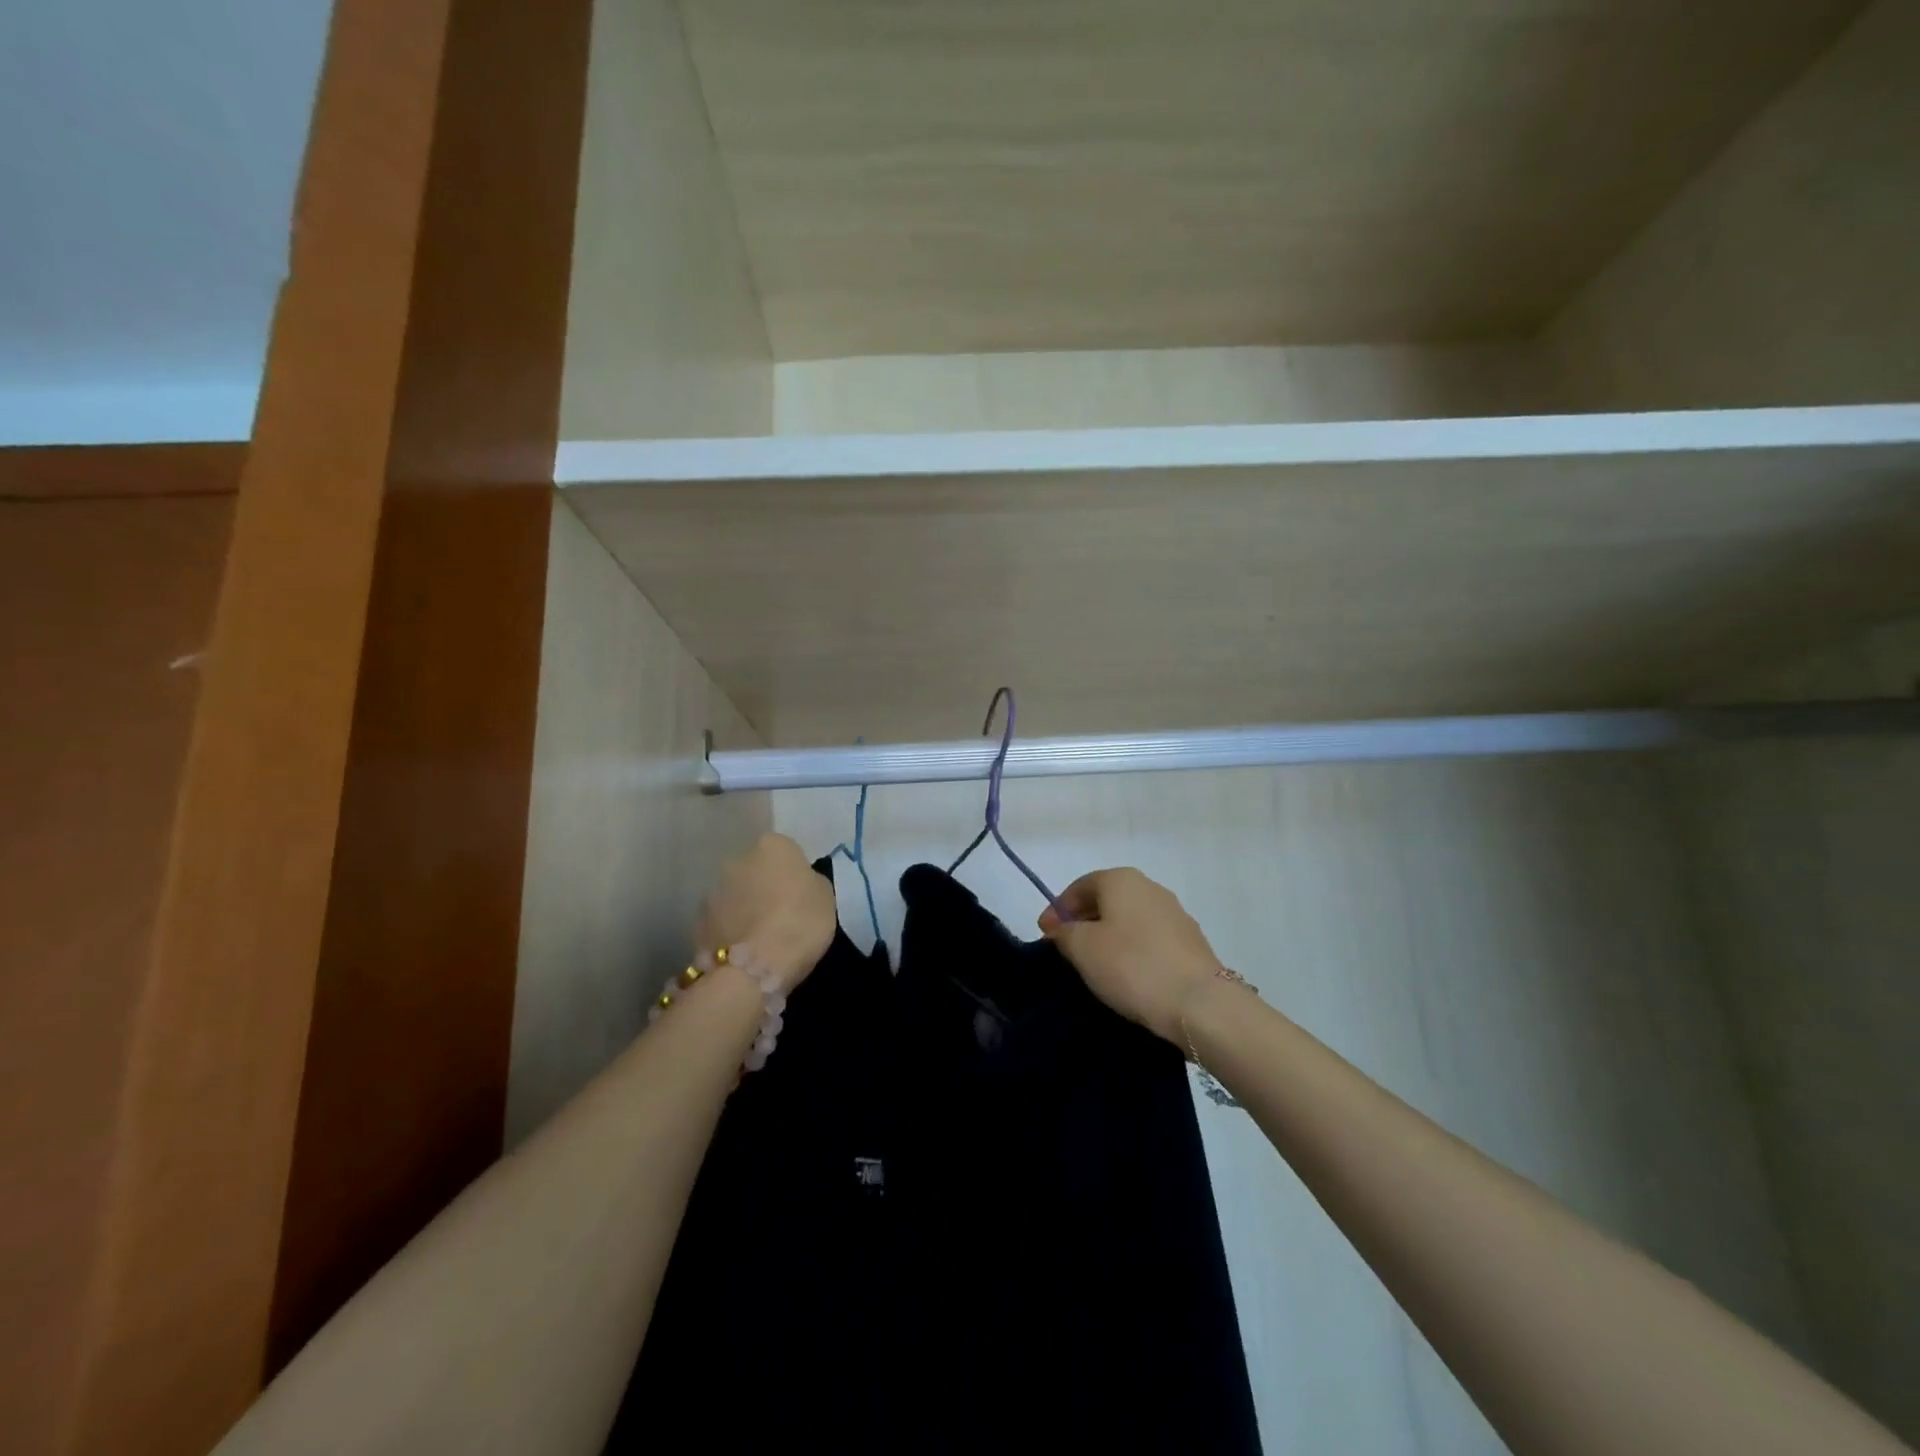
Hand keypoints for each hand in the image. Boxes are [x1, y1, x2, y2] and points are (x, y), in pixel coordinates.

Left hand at [698, 834, 836, 992]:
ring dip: (744, 909)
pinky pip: (721, 922)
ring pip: (734, 896)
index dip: (792, 874)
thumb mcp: (825, 896)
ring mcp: (713, 891)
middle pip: (754, 870)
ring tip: (759, 939)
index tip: (800, 895)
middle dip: (763, 887)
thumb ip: (809, 882)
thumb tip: (797, 884)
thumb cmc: (800, 923)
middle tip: (780, 915)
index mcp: (772, 846)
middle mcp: (737, 860)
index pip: (784, 851)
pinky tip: (743, 954)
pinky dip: (730, 932)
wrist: (754, 968)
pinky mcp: (697, 923)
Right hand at [1039, 868, 1226, 1042]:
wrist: (1200, 1003)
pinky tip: (1125, 972)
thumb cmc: (1132, 966)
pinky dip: (1131, 949)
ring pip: (1129, 919)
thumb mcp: (1082, 948)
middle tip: (1065, 948)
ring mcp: (1175, 914)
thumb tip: (1063, 928)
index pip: (1080, 886)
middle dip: (1082, 920)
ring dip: (1108, 935)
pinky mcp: (1190, 942)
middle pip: (1106, 899)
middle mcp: (1150, 887)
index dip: (1057, 908)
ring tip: (1093, 963)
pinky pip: (1149, 938)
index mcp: (1121, 879)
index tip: (1044, 935)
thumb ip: (1064, 932)